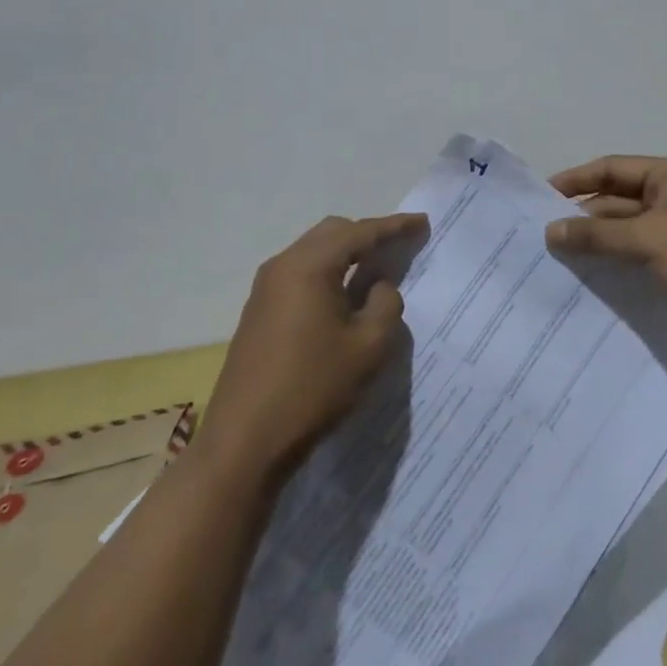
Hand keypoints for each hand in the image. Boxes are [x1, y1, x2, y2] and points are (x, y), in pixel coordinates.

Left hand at [201, 212, 424, 483]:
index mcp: (309, 266)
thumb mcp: (368, 347)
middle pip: (332, 233)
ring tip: (377, 268)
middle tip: (400, 245)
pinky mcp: (259, 312)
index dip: (394, 226)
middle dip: (368, 234)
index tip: (422, 223)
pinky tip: (345, 296)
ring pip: (314, 252)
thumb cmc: (312, 388)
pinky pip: (301, 274)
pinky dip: (328, 273)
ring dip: (346, 254)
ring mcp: (265, 289)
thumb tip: (379, 286)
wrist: (243, 443)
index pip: (360, 233)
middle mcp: (283, 266)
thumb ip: (386, 304)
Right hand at [544, 155, 666, 346]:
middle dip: (584, 214)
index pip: (612, 168)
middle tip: (544, 233)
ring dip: (598, 237)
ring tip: (559, 254)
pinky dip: (615, 254)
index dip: (576, 179)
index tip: (542, 197)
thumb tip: (550, 230)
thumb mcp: (647, 242)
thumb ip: (597, 235)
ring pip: (626, 224)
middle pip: (617, 196)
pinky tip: (590, 271)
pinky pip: (638, 246)